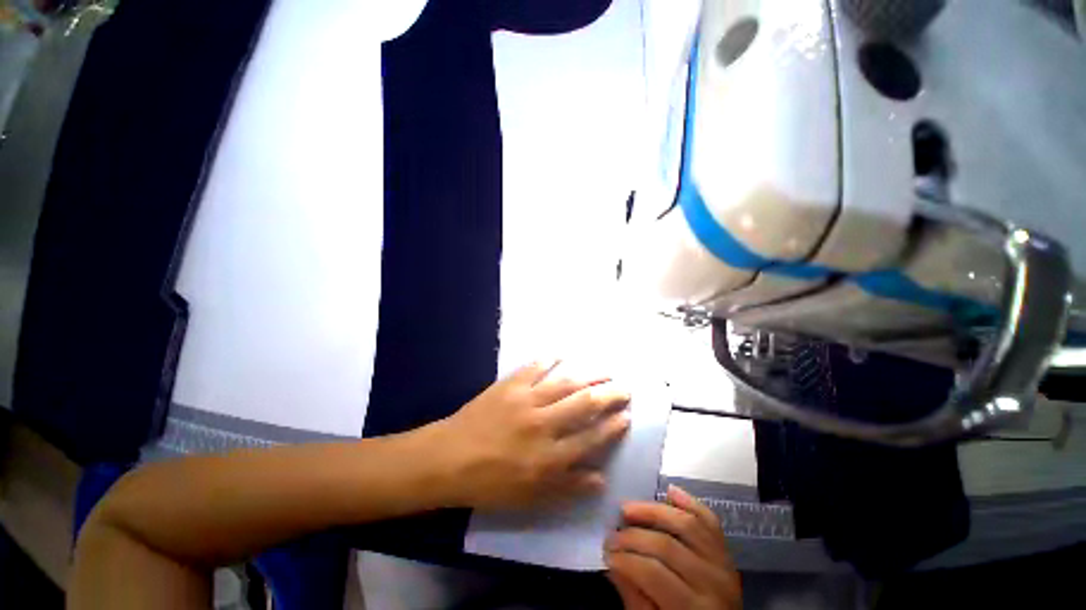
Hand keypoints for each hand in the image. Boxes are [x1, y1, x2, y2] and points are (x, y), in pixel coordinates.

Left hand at [435, 360, 630, 509]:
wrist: (449, 459)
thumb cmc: (490, 482)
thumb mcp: (530, 498)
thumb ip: (568, 488)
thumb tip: (600, 478)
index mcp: (549, 456)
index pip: (591, 438)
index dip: (612, 426)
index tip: (626, 416)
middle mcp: (543, 424)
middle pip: (584, 404)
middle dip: (609, 394)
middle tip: (624, 387)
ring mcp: (526, 400)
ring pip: (565, 383)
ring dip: (588, 375)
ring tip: (605, 370)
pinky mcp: (509, 385)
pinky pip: (533, 367)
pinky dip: (548, 359)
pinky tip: (560, 354)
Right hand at [606, 486, 740, 609]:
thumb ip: (636, 599)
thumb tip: (613, 565)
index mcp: (695, 608)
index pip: (654, 573)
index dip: (626, 560)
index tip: (606, 552)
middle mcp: (714, 581)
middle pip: (667, 546)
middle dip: (633, 537)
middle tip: (611, 534)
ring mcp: (723, 562)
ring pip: (686, 523)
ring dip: (653, 511)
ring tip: (628, 508)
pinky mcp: (726, 549)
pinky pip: (709, 519)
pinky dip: (689, 502)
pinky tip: (669, 490)